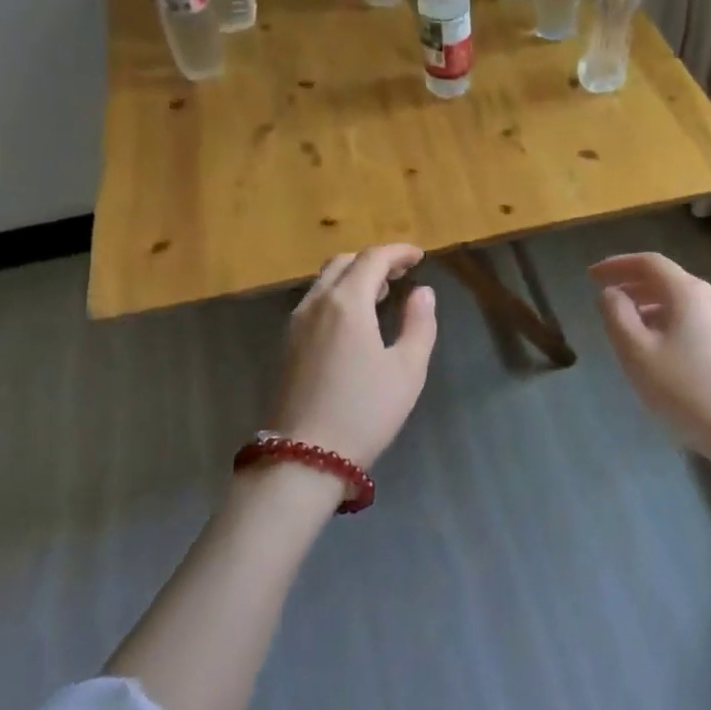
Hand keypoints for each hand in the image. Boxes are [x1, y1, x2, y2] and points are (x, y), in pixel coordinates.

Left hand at [272, 245, 437, 468]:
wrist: (304, 457)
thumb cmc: (364, 411)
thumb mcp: (407, 369)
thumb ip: (419, 324)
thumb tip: (422, 293)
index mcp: (347, 302)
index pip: (373, 258)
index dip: (398, 252)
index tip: (420, 256)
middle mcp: (317, 303)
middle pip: (344, 263)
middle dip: (374, 260)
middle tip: (401, 272)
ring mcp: (296, 324)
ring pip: (325, 282)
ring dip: (354, 277)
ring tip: (382, 293)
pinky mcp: (287, 345)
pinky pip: (315, 302)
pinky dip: (338, 295)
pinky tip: (355, 320)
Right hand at [590, 252, 710, 508]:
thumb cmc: (687, 390)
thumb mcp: (638, 353)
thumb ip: (617, 316)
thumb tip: (611, 293)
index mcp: (688, 292)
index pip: (648, 263)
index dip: (617, 265)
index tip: (591, 277)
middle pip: (666, 280)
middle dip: (632, 285)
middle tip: (605, 300)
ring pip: (680, 302)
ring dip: (649, 306)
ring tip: (626, 327)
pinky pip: (692, 321)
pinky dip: (667, 323)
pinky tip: (658, 350)